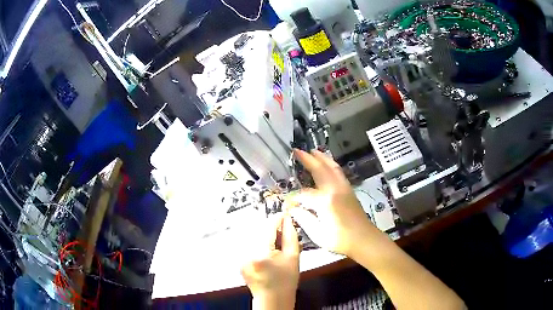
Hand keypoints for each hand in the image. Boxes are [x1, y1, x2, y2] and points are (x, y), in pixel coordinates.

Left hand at [241, 215, 299, 308]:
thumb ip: (291, 235)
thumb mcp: (294, 257)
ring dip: (264, 233)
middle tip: (282, 231)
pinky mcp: (239, 258)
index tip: (284, 214)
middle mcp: (246, 253)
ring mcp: (240, 256)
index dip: (277, 218)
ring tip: (276, 243)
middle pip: (258, 228)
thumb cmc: (285, 282)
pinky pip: (249, 242)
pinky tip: (268, 250)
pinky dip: (259, 241)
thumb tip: (287, 220)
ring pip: (252, 234)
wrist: (273, 297)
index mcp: (261, 253)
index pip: (268, 226)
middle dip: (271, 227)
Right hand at [287, 149, 380, 257]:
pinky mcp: (349, 190)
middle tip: (297, 150)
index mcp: (325, 200)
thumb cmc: (340, 239)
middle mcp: (334, 189)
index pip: (303, 194)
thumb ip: (303, 218)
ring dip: (321, 157)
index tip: (287, 204)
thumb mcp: (318, 233)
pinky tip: (327, 163)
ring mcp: (343, 187)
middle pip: (319, 169)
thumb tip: (293, 208)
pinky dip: (331, 164)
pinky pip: (338, 171)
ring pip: (331, 167)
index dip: (293, 198)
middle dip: (307, 159)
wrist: (364, 239)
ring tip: (312, 151)